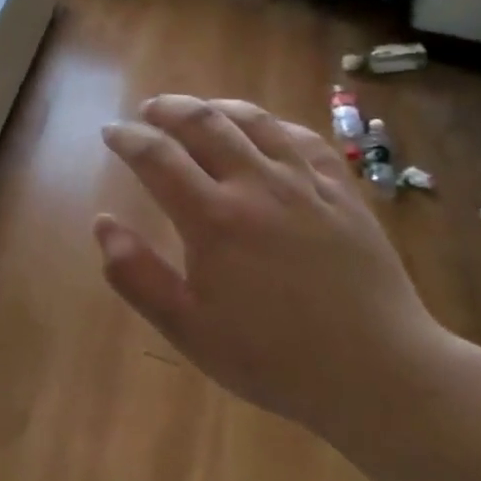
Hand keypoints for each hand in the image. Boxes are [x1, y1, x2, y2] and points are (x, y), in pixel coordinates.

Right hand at [94, 95, 452, 449]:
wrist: (379, 373)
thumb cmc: (273, 358)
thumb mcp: (188, 329)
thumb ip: (136, 275)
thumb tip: (102, 223)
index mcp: (213, 219)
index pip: (157, 157)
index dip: (128, 138)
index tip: (111, 131)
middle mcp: (257, 185)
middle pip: (204, 123)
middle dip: (168, 109)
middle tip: (148, 111)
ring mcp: (306, 184)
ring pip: (254, 121)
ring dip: (216, 106)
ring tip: (197, 110)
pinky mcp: (343, 192)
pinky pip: (303, 138)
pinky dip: (272, 124)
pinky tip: (264, 130)